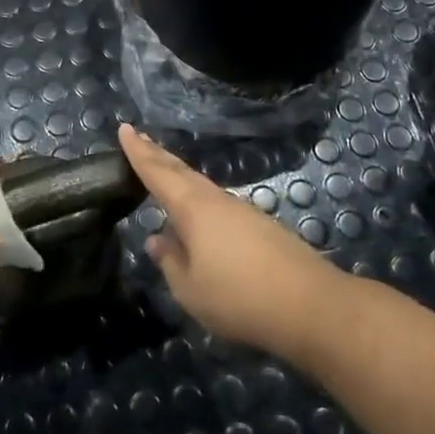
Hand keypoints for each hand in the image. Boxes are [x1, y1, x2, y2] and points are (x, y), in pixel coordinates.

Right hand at [120, 123, 343, 362]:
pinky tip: (197, 212)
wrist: (310, 305)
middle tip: (138, 137)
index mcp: (192, 209)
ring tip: (162, 169)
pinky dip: (198, 196)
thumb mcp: (190, 289)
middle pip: (181, 171)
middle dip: (157, 154)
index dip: (138, 151)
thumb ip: (170, 261)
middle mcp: (216, 200)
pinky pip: (217, 202)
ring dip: (178, 174)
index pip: (157, 172)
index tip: (124, 128)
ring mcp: (241, 210)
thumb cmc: (239, 298)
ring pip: (201, 185)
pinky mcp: (260, 225)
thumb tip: (157, 239)